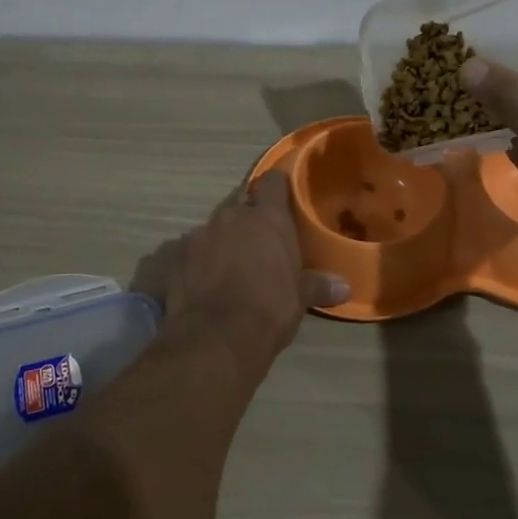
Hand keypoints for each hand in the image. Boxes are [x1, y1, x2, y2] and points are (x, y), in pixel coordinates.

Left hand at [132, 172, 349, 367]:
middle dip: (247, 218)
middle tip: (257, 241)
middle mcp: (231, 217)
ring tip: (228, 266)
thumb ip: (317, 285)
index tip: (282, 198)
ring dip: (221, 241)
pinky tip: (201, 282)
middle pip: (240, 204)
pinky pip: (189, 252)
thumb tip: (344, 288)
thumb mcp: (300, 298)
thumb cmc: (269, 308)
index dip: (277, 187)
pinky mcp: (173, 256)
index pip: (273, 182)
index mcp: (267, 218)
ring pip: (213, 229)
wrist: (217, 336)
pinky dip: (196, 262)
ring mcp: (198, 234)